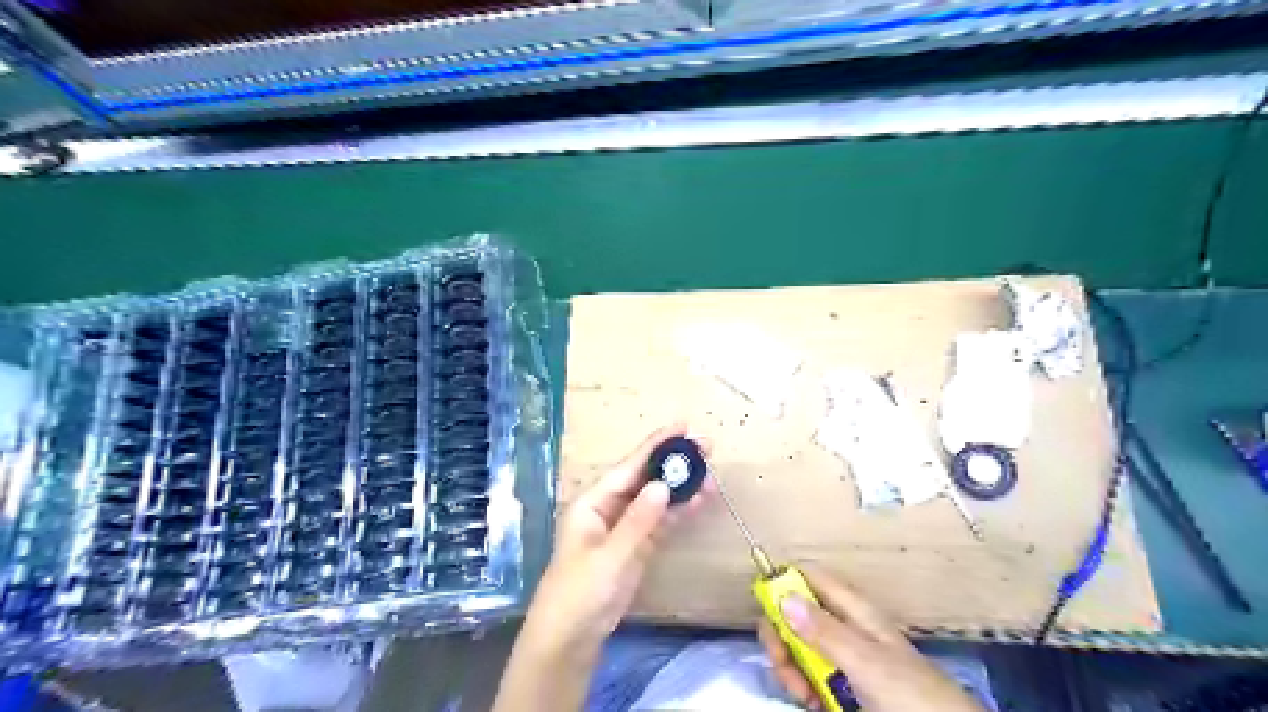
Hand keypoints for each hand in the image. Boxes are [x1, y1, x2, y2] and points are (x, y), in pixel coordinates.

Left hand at [520, 422, 709, 660]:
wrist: (569, 640)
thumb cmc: (579, 594)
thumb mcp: (609, 557)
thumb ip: (638, 522)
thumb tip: (664, 485)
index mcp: (592, 502)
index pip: (628, 467)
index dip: (655, 446)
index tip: (683, 426)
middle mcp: (608, 509)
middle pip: (644, 479)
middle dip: (673, 463)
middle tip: (707, 447)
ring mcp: (623, 528)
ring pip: (656, 499)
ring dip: (681, 487)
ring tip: (711, 475)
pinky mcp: (635, 548)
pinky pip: (660, 523)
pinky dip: (679, 512)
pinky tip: (699, 501)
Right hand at [757, 569, 983, 710]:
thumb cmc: (911, 694)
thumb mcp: (867, 662)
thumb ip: (825, 631)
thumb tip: (783, 596)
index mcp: (853, 610)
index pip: (809, 578)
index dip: (784, 583)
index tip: (766, 608)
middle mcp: (844, 628)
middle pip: (795, 615)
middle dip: (781, 635)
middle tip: (783, 662)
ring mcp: (842, 659)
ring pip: (798, 648)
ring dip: (789, 667)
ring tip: (801, 694)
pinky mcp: (842, 687)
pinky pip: (808, 677)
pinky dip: (801, 687)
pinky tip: (809, 703)